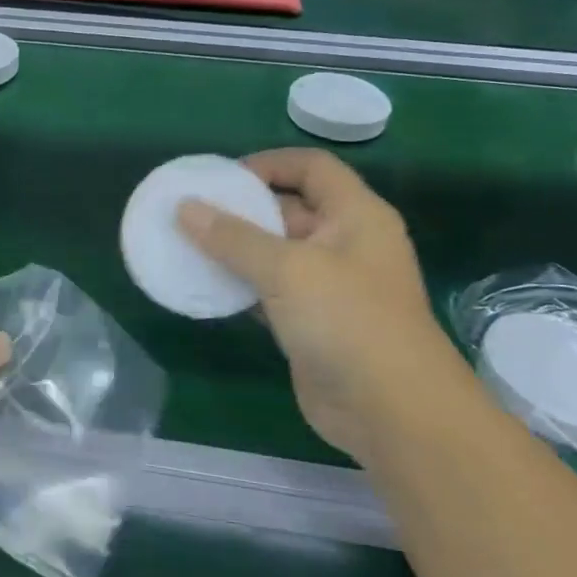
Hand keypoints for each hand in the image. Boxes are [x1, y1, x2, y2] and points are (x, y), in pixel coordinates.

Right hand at [178, 150, 459, 460]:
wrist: (392, 413)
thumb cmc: (348, 321)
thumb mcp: (288, 269)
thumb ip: (233, 237)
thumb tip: (185, 207)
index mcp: (355, 215)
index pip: (311, 168)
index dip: (268, 163)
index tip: (221, 178)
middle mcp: (344, 243)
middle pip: (289, 208)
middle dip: (241, 208)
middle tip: (191, 211)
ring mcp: (328, 286)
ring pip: (274, 253)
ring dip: (235, 249)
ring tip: (186, 243)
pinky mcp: (310, 323)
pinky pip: (268, 291)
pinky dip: (239, 285)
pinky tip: (203, 284)